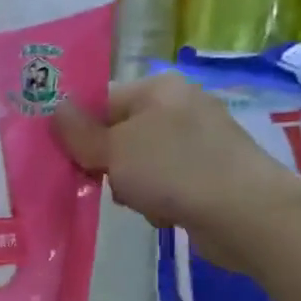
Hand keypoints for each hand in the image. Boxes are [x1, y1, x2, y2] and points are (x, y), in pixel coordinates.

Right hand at [55, 72, 300, 269]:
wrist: (245, 213)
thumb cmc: (173, 170)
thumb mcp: (114, 150)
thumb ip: (79, 133)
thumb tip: (54, 110)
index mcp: (158, 87)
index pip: (101, 100)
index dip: (79, 130)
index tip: (67, 159)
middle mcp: (180, 106)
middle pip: (119, 134)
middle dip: (107, 163)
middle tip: (106, 183)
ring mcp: (199, 140)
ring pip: (139, 163)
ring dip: (131, 186)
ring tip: (143, 202)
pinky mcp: (210, 172)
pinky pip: (165, 183)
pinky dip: (158, 199)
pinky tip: (165, 212)